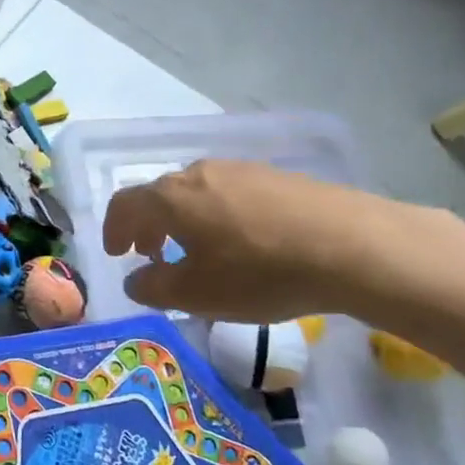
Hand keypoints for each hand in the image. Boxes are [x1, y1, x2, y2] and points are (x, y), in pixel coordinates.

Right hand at [103, 160, 379, 321]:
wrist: (351, 245)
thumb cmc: (260, 272)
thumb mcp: (197, 294)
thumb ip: (153, 288)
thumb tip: (135, 280)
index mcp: (171, 197)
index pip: (124, 204)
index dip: (113, 229)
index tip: (117, 254)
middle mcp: (198, 172)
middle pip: (159, 195)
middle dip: (148, 226)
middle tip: (153, 256)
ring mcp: (239, 169)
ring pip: (195, 192)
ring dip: (183, 220)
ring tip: (198, 251)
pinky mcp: (274, 176)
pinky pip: (228, 193)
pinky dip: (216, 215)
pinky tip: (242, 242)